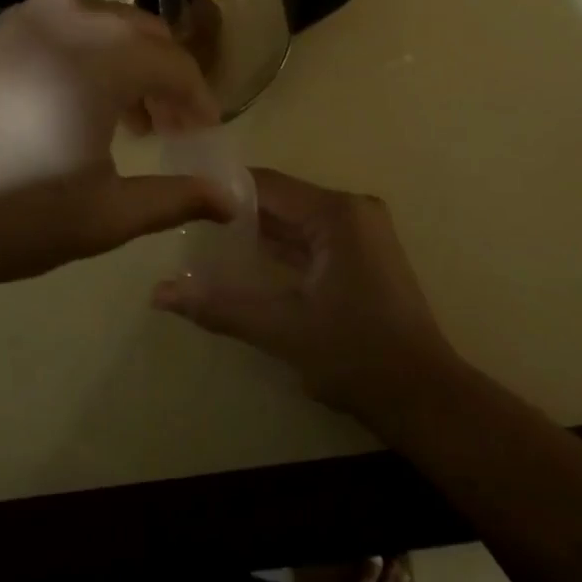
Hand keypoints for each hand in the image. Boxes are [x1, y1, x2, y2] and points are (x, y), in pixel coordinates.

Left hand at [0, 0, 233, 292]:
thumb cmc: (4, 214)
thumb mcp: (102, 216)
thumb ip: (175, 199)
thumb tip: (231, 199)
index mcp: (103, 55)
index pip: (177, 64)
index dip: (199, 102)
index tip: (204, 137)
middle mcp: (69, 17)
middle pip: (144, 34)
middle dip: (168, 78)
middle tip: (170, 129)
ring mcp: (23, 17)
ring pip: (104, 26)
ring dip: (128, 64)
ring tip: (125, 120)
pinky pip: (63, 29)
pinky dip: (88, 57)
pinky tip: (72, 105)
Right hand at [152, 169, 459, 421]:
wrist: (423, 396)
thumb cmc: (355, 355)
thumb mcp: (282, 329)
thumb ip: (219, 306)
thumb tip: (159, 294)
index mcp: (337, 213)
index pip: (268, 185)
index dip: (224, 189)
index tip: (184, 197)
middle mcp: (352, 210)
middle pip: (283, 200)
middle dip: (237, 212)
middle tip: (187, 221)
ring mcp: (362, 232)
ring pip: (297, 220)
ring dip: (259, 231)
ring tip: (206, 238)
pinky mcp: (365, 254)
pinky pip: (313, 238)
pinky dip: (283, 248)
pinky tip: (246, 260)